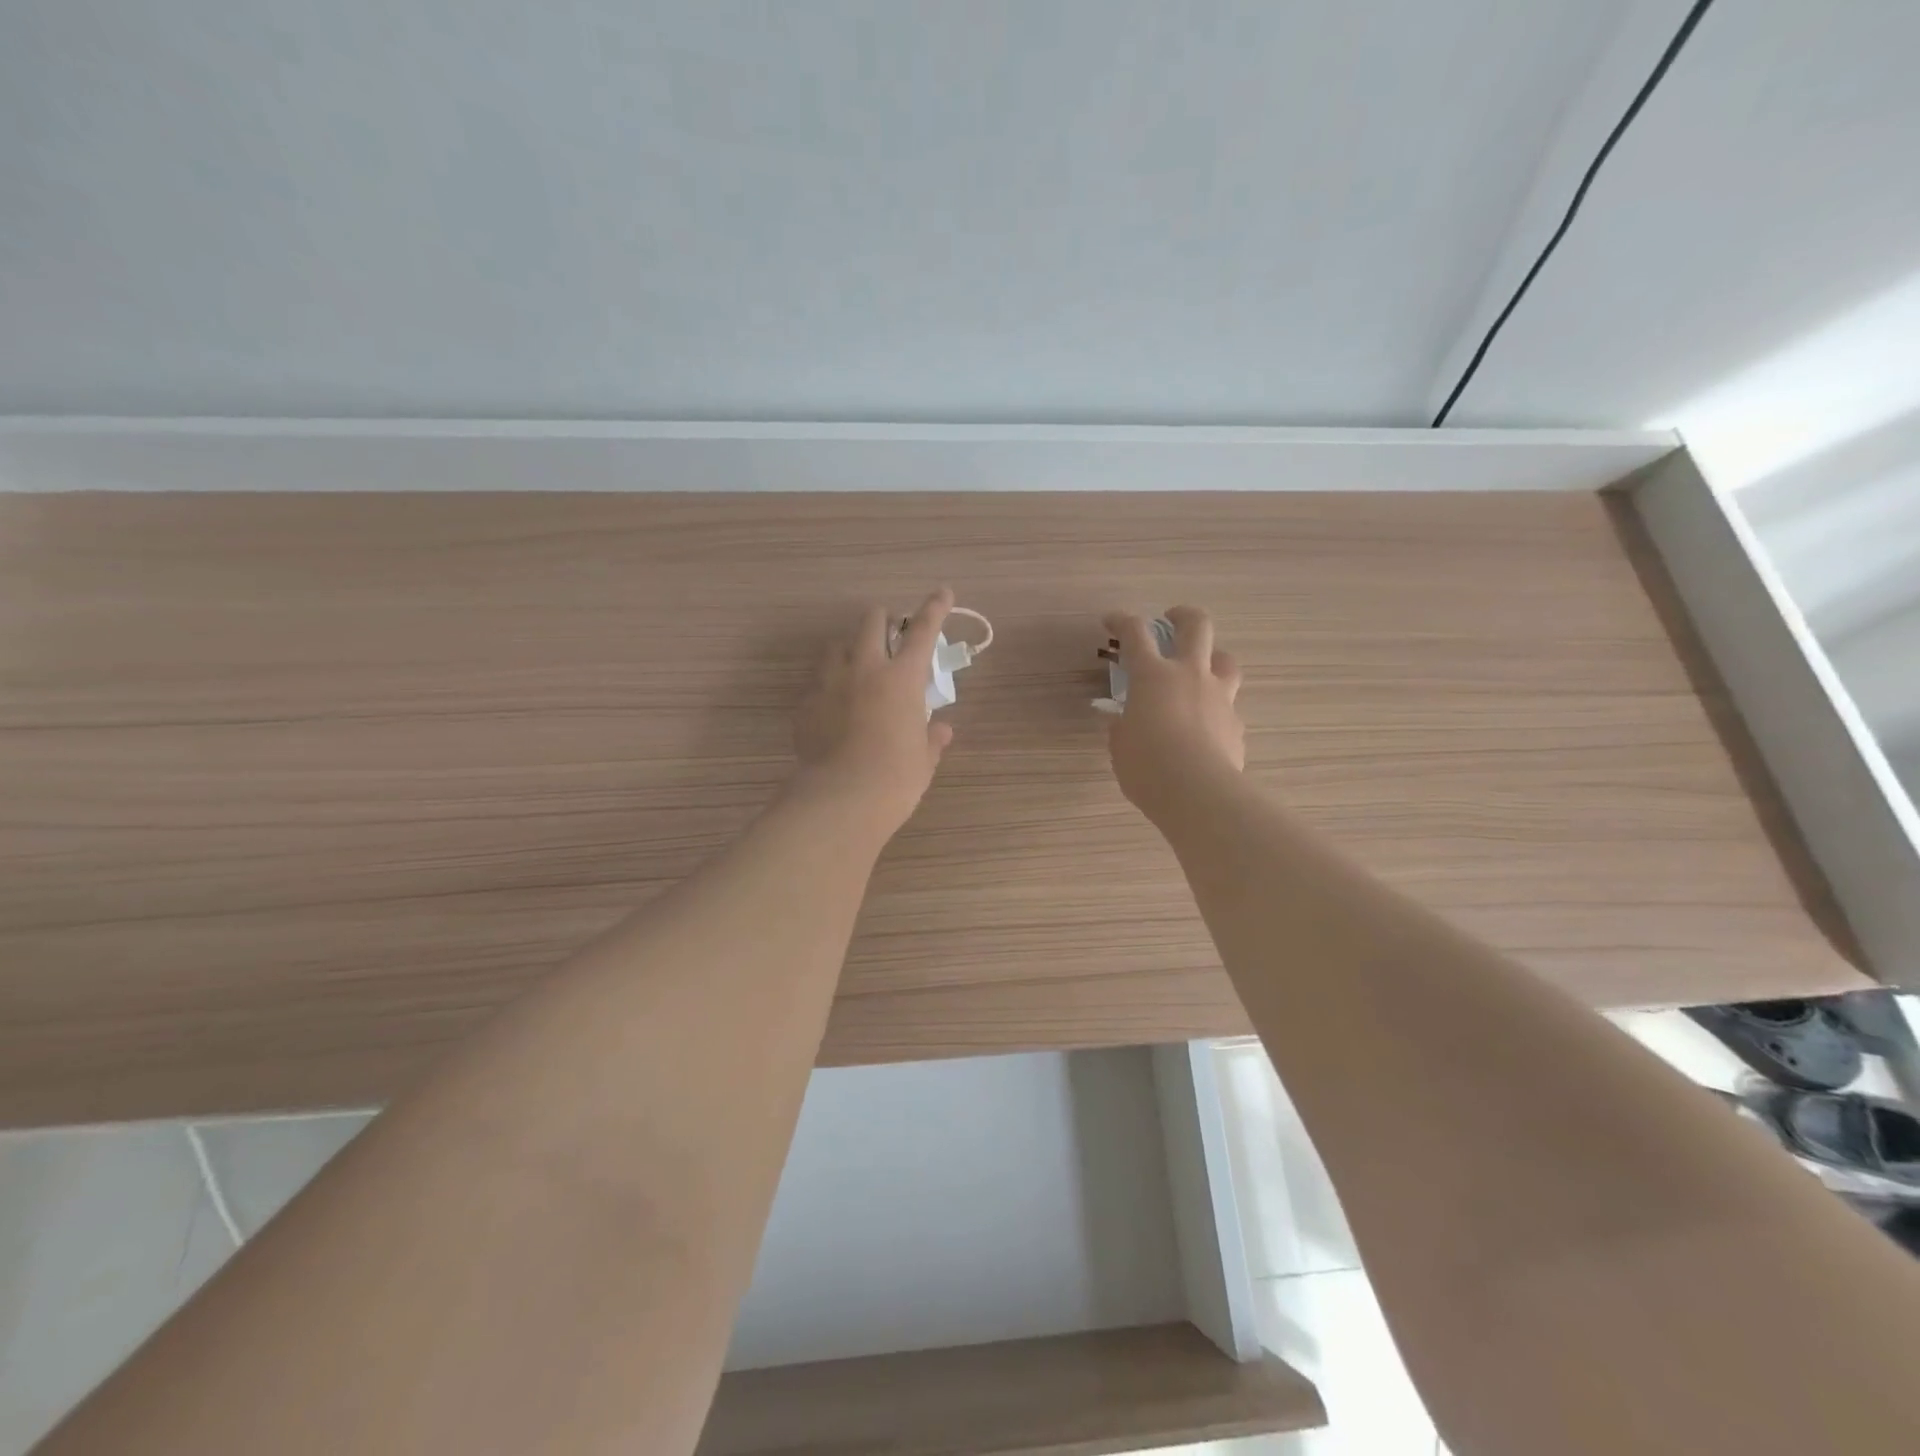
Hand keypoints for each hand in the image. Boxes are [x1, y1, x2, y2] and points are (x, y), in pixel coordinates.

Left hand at [791, 588, 955, 838]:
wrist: (841, 799)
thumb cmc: (895, 778)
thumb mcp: (923, 759)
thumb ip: (932, 738)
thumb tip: (941, 729)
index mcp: (902, 678)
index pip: (923, 631)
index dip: (935, 608)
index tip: (942, 592)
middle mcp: (864, 669)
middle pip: (871, 622)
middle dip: (883, 620)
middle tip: (890, 636)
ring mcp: (830, 683)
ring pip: (837, 646)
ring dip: (851, 649)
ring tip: (858, 670)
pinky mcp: (806, 705)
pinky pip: (818, 683)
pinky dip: (830, 687)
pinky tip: (835, 709)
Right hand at [1103, 606, 1245, 823]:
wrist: (1199, 794)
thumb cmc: (1147, 766)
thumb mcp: (1120, 746)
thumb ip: (1123, 727)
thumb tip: (1125, 723)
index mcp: (1152, 676)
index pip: (1134, 633)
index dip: (1122, 621)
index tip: (1111, 620)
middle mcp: (1190, 675)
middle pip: (1196, 626)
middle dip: (1183, 615)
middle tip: (1172, 619)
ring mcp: (1219, 697)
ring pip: (1226, 660)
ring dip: (1213, 657)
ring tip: (1201, 670)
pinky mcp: (1236, 723)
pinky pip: (1228, 706)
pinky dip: (1216, 709)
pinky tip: (1206, 727)